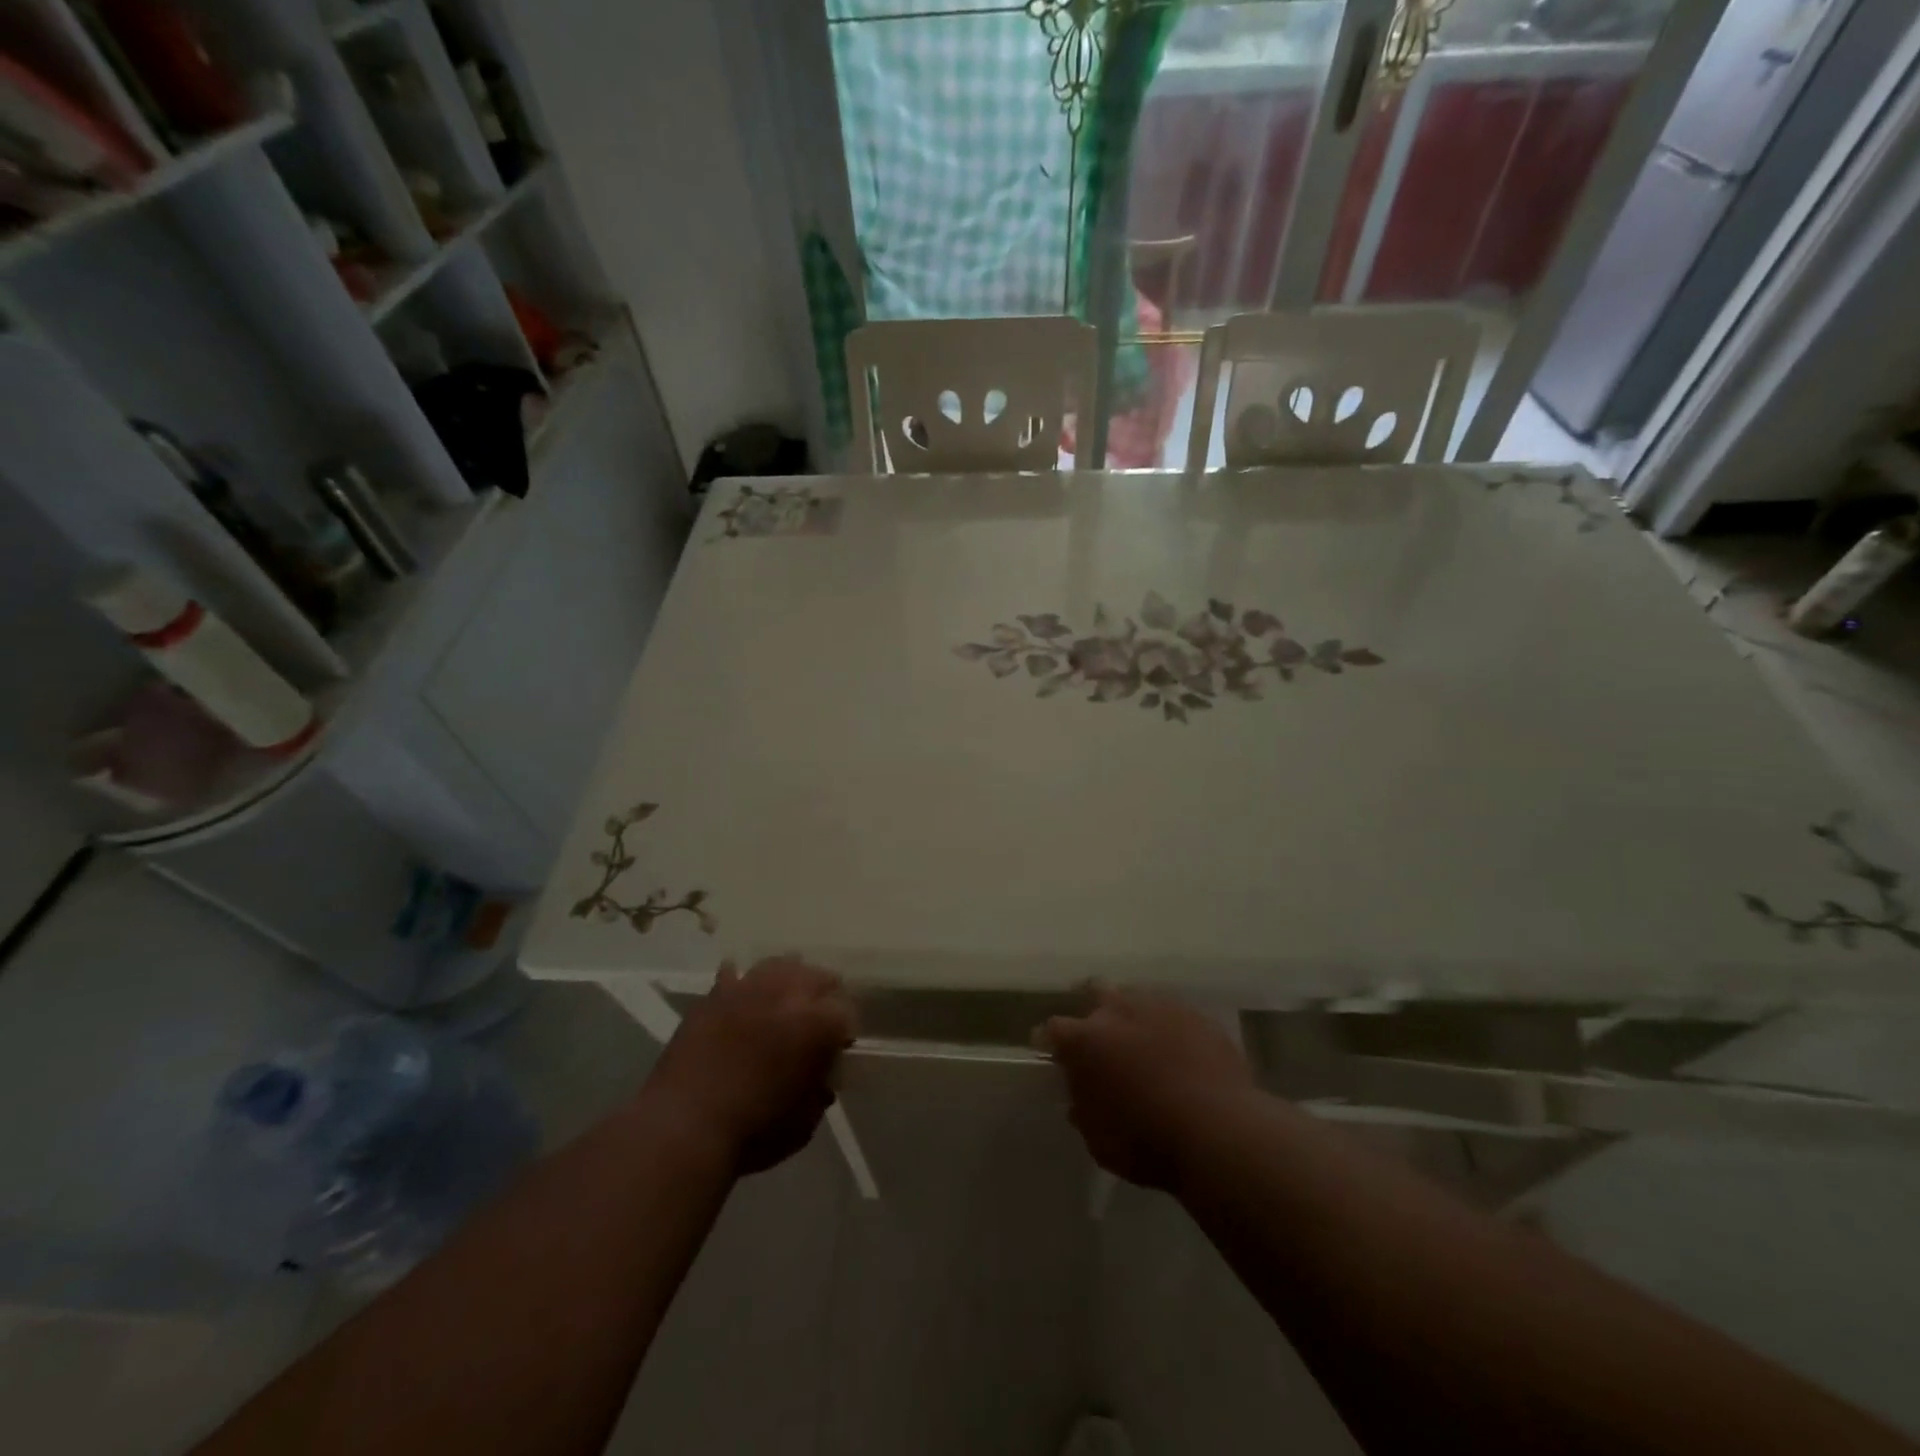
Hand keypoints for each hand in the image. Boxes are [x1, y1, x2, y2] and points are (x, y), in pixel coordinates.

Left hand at [647, 957, 856, 1174]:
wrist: (682, 1129)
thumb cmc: (753, 1133)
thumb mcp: (803, 1124)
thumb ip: (817, 1093)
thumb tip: (819, 1080)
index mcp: (818, 1024)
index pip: (846, 1012)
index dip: (845, 1031)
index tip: (839, 1049)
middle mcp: (787, 994)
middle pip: (819, 976)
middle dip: (824, 996)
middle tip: (817, 1021)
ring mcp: (748, 989)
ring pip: (780, 964)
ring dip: (788, 980)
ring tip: (783, 1001)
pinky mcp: (713, 996)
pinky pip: (732, 974)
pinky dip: (741, 983)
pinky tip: (741, 994)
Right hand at [1039, 985, 1255, 1189]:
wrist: (1219, 1132)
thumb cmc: (1148, 1142)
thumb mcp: (1100, 1142)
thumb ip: (1084, 1113)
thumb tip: (1079, 1100)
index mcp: (1085, 1041)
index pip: (1053, 1029)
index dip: (1051, 1041)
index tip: (1053, 1052)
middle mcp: (1118, 1011)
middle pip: (1095, 991)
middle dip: (1093, 1009)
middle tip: (1099, 1035)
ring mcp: (1160, 1008)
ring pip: (1137, 999)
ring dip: (1134, 1017)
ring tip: (1143, 1044)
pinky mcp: (1197, 1016)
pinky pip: (1174, 1015)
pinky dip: (1170, 1030)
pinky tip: (1180, 1053)